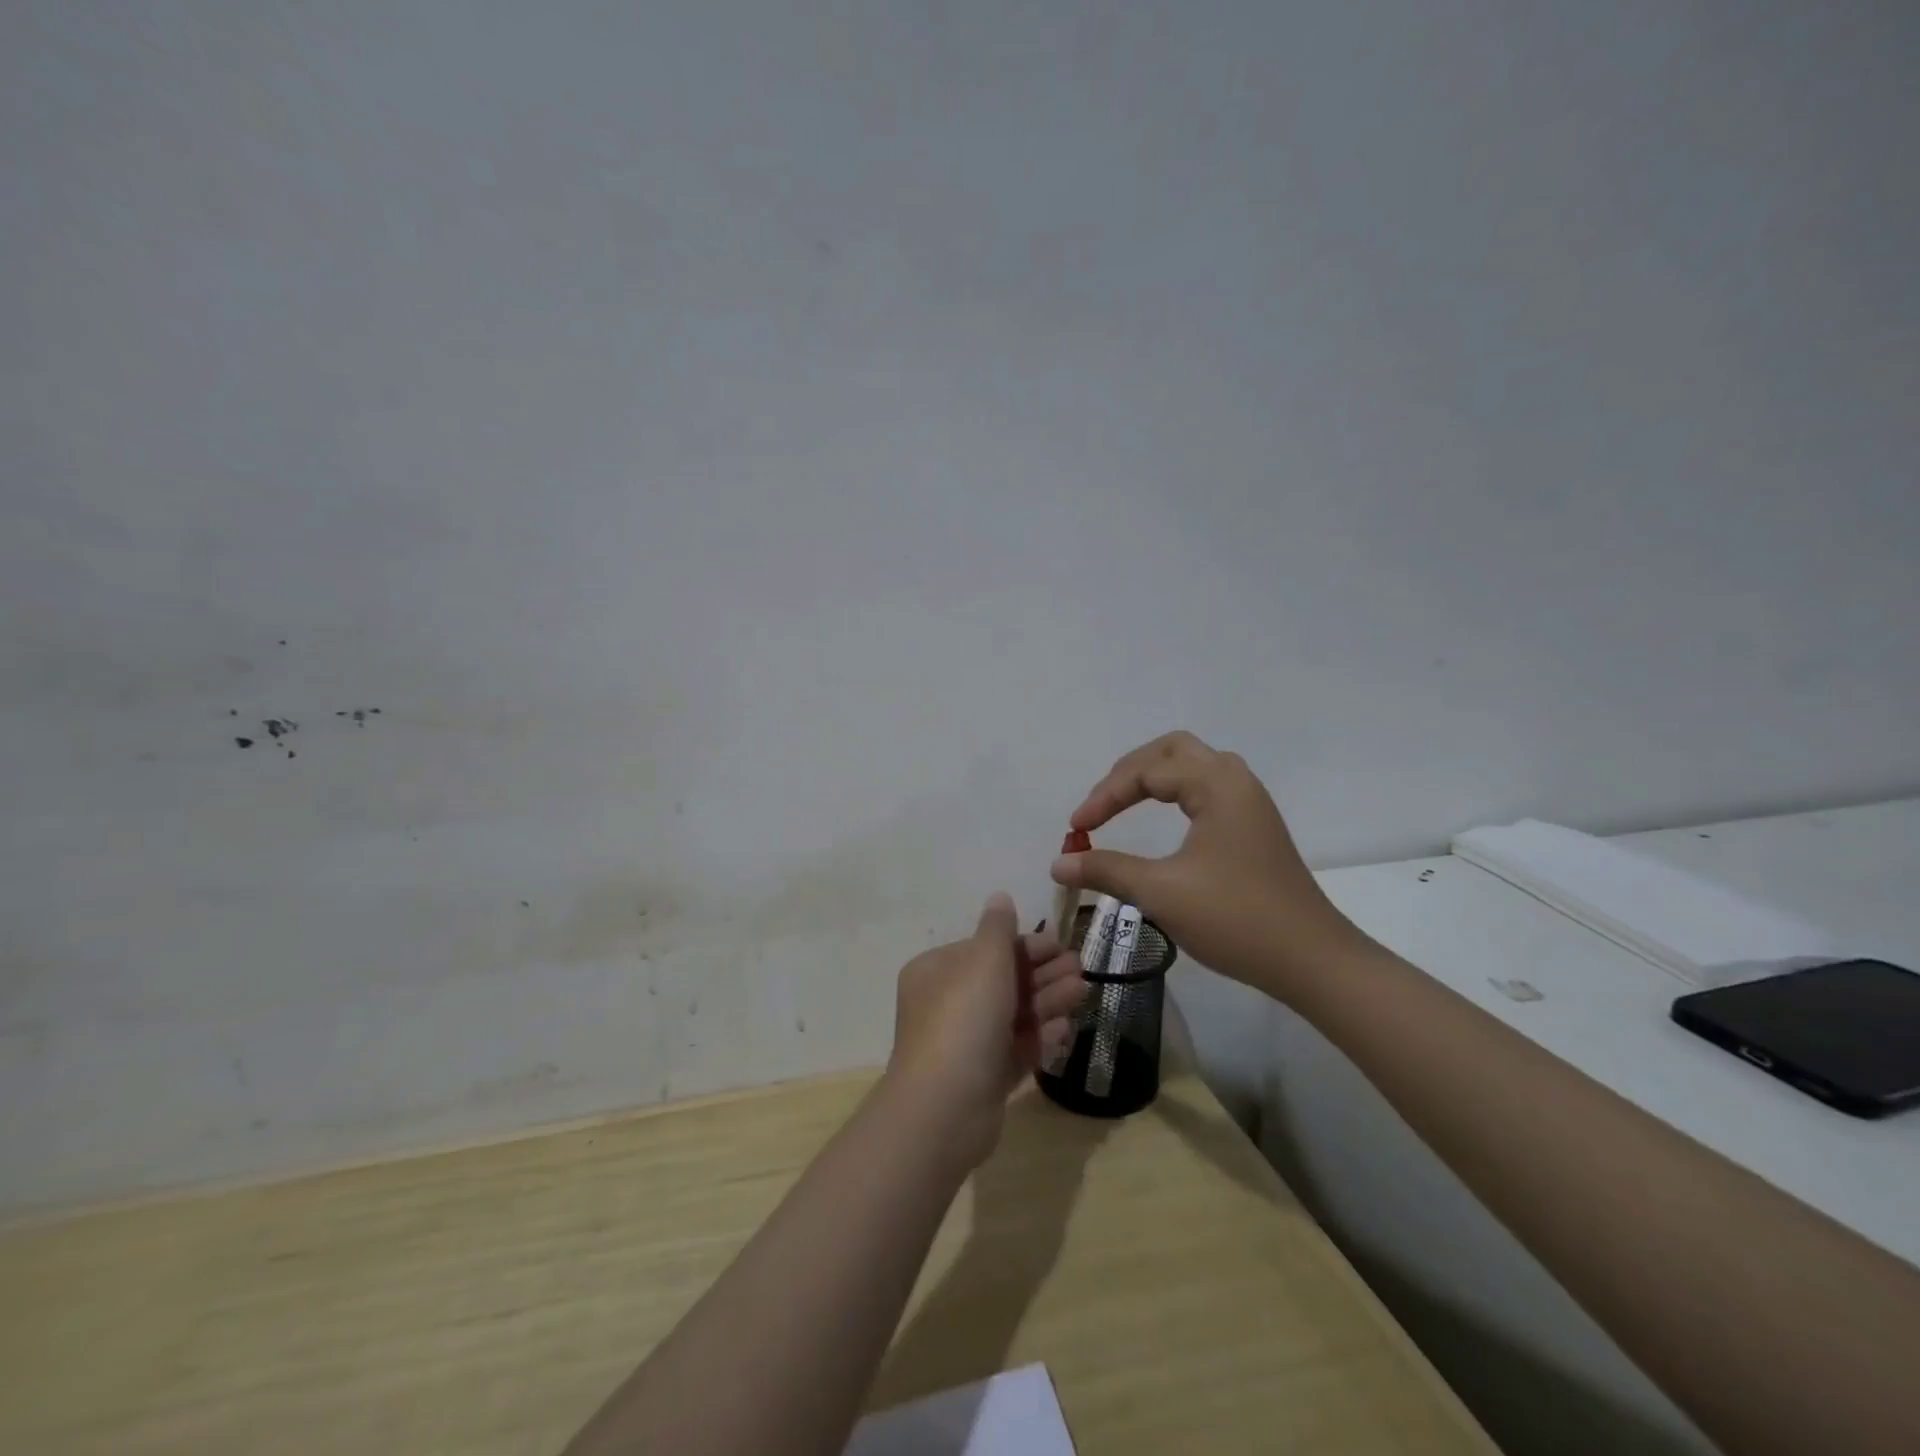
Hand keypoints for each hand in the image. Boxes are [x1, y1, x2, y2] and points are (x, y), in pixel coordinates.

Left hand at [885, 893, 1084, 1164]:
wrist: (944, 1108)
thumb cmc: (963, 1019)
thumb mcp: (984, 961)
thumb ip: (998, 930)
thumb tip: (1000, 897)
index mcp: (937, 971)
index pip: (985, 950)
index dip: (1024, 945)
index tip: (1061, 942)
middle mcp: (947, 1004)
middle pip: (1002, 982)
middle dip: (1043, 974)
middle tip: (1081, 968)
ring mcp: (964, 1044)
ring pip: (1012, 1016)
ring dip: (1047, 1001)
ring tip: (1083, 992)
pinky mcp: (982, 1079)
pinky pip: (1014, 1050)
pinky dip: (1038, 1038)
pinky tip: (1065, 1030)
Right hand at [1050, 731, 1366, 999]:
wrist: (1311, 961)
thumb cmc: (1236, 918)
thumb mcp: (1161, 892)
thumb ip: (1106, 870)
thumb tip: (1058, 863)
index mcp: (1217, 784)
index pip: (1147, 771)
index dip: (1105, 796)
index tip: (1076, 829)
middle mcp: (1236, 781)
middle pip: (1173, 750)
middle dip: (1129, 772)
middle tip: (1101, 804)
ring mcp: (1250, 803)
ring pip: (1193, 765)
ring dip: (1154, 777)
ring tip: (1123, 802)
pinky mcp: (1254, 827)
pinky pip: (1207, 788)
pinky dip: (1175, 793)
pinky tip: (1164, 818)